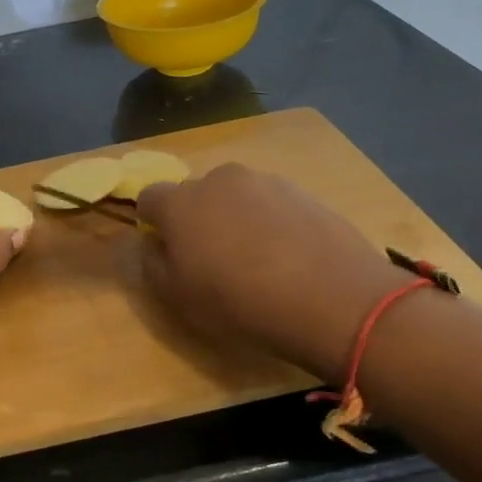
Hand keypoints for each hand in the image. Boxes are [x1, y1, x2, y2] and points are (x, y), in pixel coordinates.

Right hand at [137, 164, 411, 380]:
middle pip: (195, 194)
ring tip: (258, 262)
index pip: (149, 197)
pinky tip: (288, 259)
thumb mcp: (179, 298)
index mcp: (180, 202)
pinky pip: (272, 205)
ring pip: (236, 197)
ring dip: (236, 219)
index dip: (153, 223)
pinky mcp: (303, 192)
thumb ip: (154, 264)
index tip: (168, 252)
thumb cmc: (241, 302)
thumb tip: (155, 243)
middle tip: (213, 260)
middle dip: (197, 219)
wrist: (333, 298)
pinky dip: (271, 224)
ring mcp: (265, 181)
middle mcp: (218, 179)